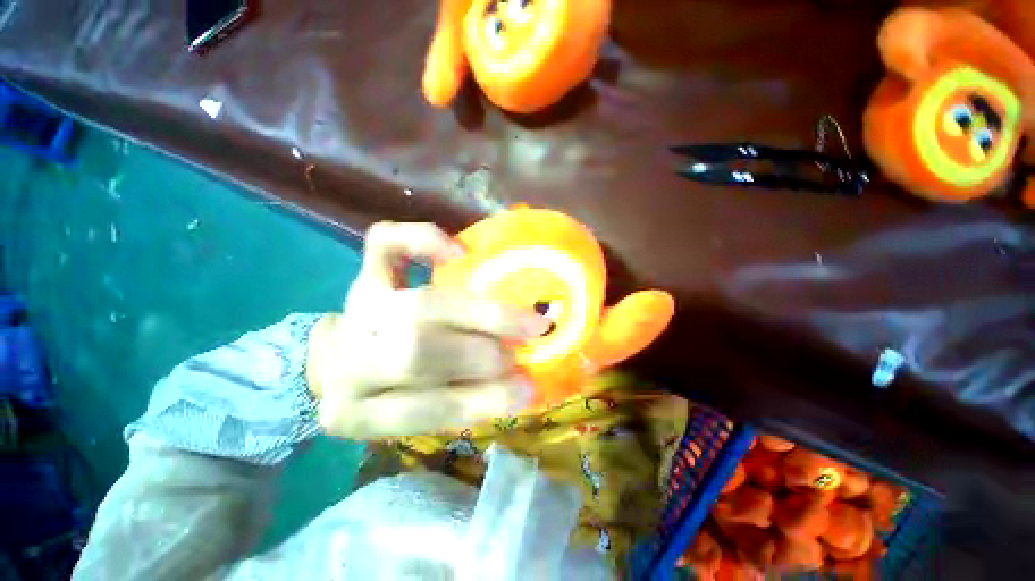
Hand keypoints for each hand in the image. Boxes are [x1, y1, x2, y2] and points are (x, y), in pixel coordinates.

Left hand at [307, 222, 547, 438]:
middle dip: (482, 353)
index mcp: (358, 411)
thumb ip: (463, 399)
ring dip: (479, 312)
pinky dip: (423, 241)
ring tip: (520, 318)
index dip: (482, 400)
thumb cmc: (392, 389)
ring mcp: (355, 309)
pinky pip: (385, 244)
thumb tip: (521, 383)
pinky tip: (459, 253)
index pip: (423, 410)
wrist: (343, 358)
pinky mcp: (362, 272)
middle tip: (524, 346)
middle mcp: (348, 361)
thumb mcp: (419, 411)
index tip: (529, 388)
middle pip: (417, 351)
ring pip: (417, 304)